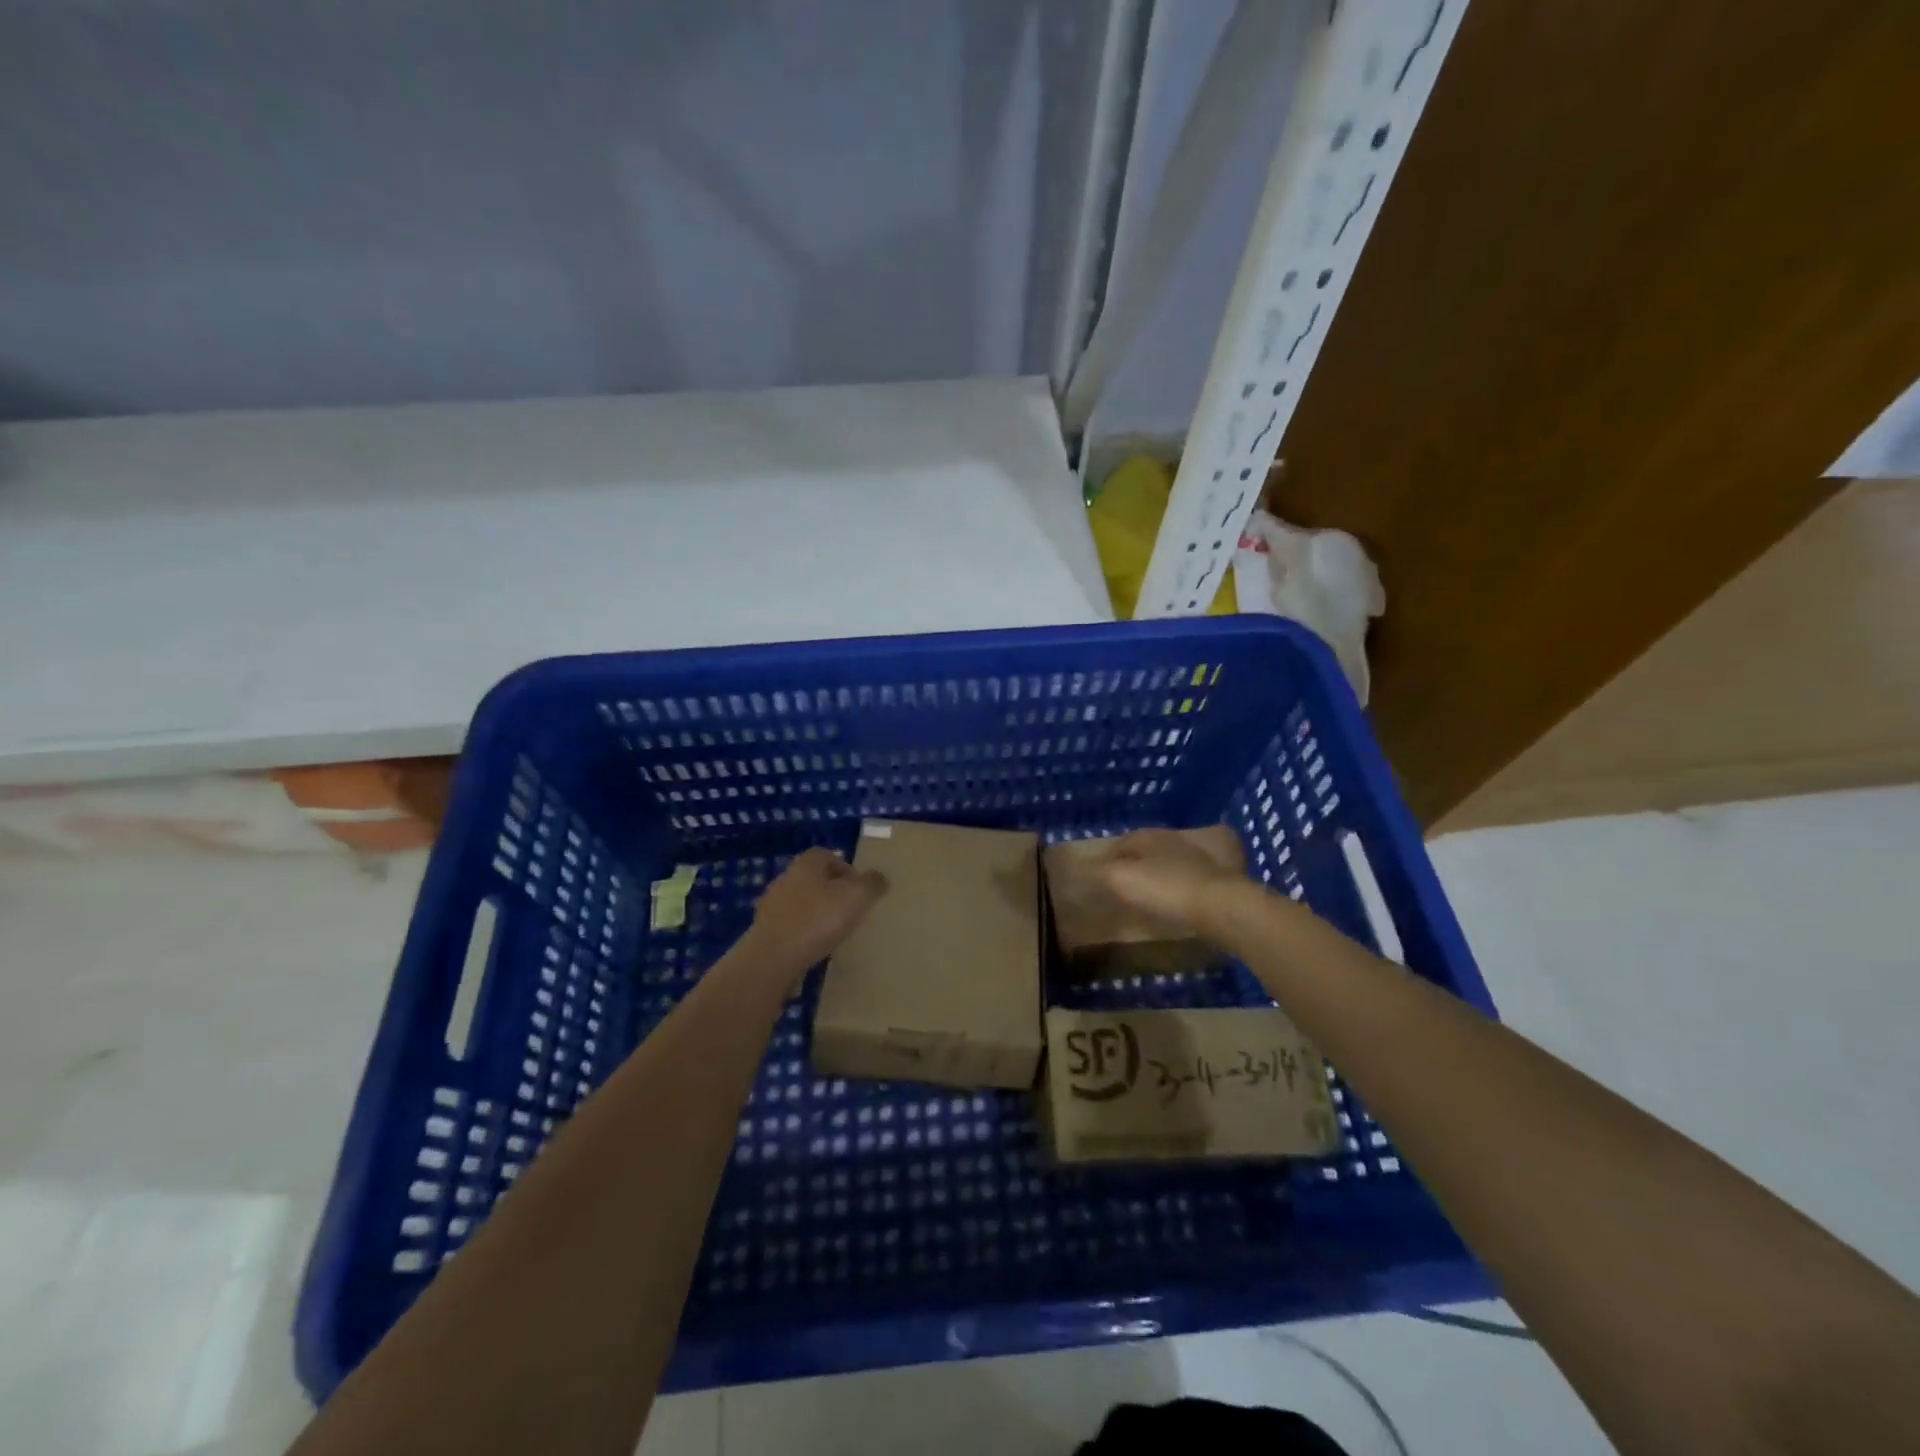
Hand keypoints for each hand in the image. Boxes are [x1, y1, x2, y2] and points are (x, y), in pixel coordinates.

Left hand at [748, 847, 887, 974]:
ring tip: (834, 932)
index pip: (829, 856)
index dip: (847, 870)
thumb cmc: (818, 919)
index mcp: (807, 863)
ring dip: (817, 913)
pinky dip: (803, 932)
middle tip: (850, 911)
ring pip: (802, 902)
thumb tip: (879, 878)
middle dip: (833, 893)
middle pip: (815, 879)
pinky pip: (791, 925)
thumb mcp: (857, 897)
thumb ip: (873, 884)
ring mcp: (771, 904)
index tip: (860, 891)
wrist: (774, 957)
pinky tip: (814, 947)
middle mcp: (786, 877)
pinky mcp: (764, 929)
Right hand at [1099, 828, 1247, 933]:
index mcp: (1149, 837)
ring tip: (1155, 890)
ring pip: (1176, 859)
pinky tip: (1184, 897)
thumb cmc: (1166, 889)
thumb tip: (1081, 865)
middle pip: (1150, 847)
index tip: (1101, 873)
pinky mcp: (1223, 875)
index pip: (1123, 841)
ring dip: (1165, 870)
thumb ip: (1100, 871)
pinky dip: (1186, 884)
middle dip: (1138, 861)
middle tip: (1128, 880)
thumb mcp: (1121, 879)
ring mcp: (1202, 856)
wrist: (1221, 906)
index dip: (1110, 856)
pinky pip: (1196, 876)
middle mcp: (1176, 839)